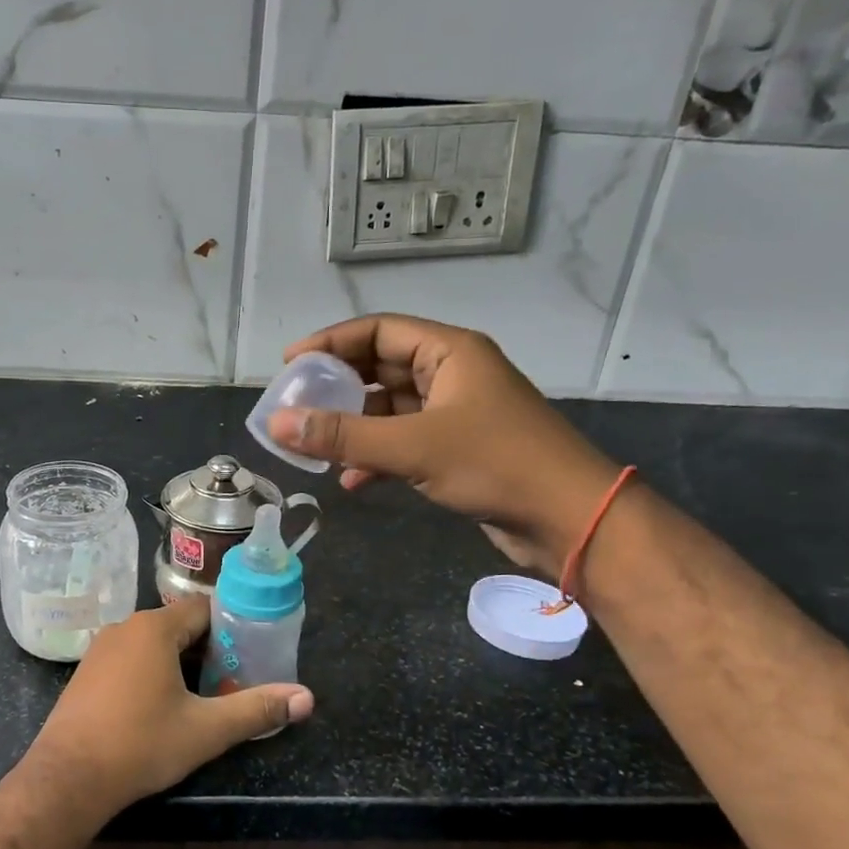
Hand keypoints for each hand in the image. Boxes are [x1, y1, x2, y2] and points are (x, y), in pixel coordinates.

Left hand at [22, 597, 312, 816]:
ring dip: (179, 664)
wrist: (67, 778)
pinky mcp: (86, 672)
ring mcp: (101, 649)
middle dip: (208, 651)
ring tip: (202, 697)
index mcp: (155, 628)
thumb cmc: (141, 744)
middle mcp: (125, 627)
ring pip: (153, 644)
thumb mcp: (206, 730)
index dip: (231, 630)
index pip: (204, 610)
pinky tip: (159, 708)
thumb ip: (257, 709)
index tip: (250, 657)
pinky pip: (130, 659)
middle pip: (179, 626)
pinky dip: (151, 673)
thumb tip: (306, 698)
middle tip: (231, 682)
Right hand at [266, 314, 619, 575]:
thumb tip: (279, 424)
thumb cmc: (496, 464)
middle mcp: (452, 374)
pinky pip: (404, 442)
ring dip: (355, 428)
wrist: (569, 519)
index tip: (290, 363)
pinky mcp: (458, 450)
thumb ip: (343, 436)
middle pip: (381, 368)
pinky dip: (377, 457)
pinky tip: (353, 481)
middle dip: (338, 387)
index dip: (331, 342)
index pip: (378, 330)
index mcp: (449, 352)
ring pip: (390, 409)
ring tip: (315, 446)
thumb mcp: (413, 447)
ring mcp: (456, 413)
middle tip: (296, 405)